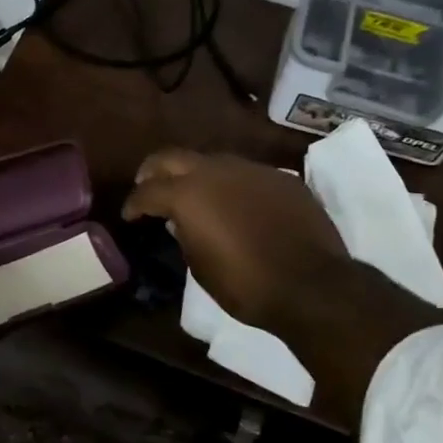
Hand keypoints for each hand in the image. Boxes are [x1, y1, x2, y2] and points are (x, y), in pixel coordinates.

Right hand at [122, 150, 353, 337]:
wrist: (312, 285)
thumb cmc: (246, 285)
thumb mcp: (201, 267)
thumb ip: (185, 236)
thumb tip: (180, 222)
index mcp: (188, 194)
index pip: (148, 191)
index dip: (134, 203)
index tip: (130, 214)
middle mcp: (216, 171)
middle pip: (173, 158)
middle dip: (155, 171)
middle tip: (148, 185)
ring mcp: (252, 170)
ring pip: (213, 161)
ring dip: (196, 174)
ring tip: (194, 194)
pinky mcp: (281, 178)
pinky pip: (246, 174)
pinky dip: (232, 185)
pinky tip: (236, 204)